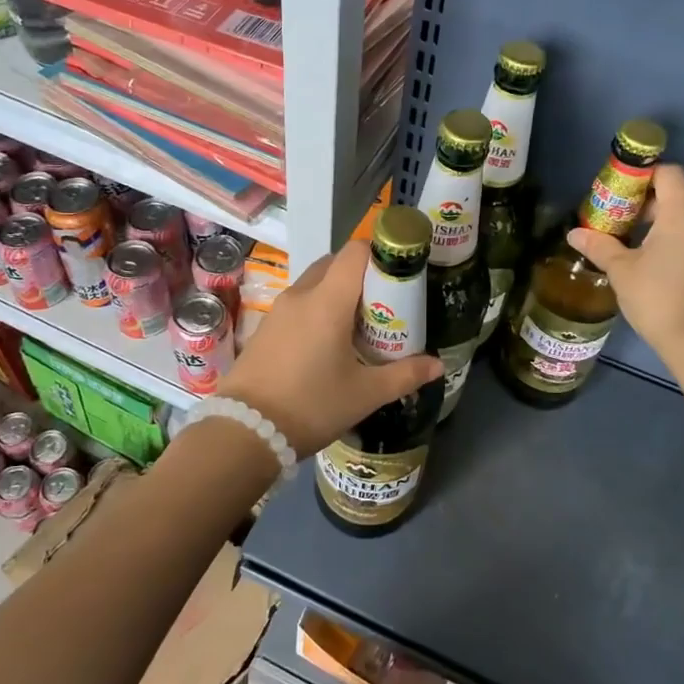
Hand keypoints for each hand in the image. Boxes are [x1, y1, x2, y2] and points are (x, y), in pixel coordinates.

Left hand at [219, 239, 442, 457]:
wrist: (245, 431)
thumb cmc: (311, 406)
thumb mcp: (365, 394)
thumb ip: (405, 374)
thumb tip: (438, 364)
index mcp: (327, 301)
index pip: (355, 252)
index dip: (380, 254)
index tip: (399, 275)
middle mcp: (301, 295)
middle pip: (335, 264)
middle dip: (362, 275)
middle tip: (384, 304)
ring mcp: (278, 310)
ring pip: (315, 283)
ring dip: (338, 292)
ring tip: (359, 326)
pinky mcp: (265, 327)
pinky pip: (298, 303)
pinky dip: (317, 309)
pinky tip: (328, 343)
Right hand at [567, 162, 683, 363]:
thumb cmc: (657, 298)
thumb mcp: (621, 272)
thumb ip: (600, 247)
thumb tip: (574, 234)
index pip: (672, 174)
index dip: (650, 176)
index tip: (631, 193)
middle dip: (663, 212)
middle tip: (637, 233)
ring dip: (682, 241)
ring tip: (659, 266)